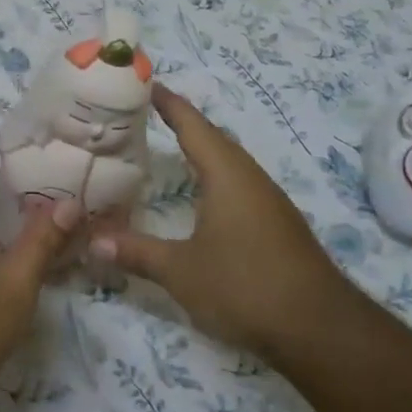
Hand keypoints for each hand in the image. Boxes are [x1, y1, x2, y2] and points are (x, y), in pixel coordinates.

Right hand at [91, 82, 347, 358]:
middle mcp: (251, 178)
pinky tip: (202, 197)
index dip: (169, 103)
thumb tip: (92, 240)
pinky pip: (239, 185)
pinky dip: (214, 178)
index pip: (193, 125)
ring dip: (201, 151)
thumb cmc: (245, 286)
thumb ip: (137, 251)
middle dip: (182, 124)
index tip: (146, 83)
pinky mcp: (278, 225)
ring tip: (168, 148)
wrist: (319, 329)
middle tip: (145, 116)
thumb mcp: (181, 271)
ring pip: (229, 163)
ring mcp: (269, 202)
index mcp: (227, 175)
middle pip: (213, 139)